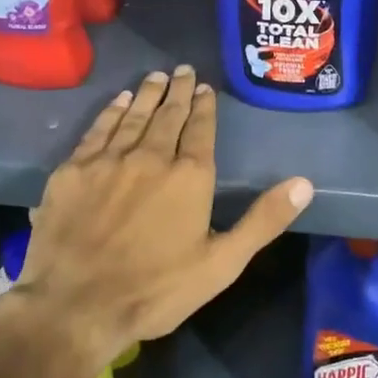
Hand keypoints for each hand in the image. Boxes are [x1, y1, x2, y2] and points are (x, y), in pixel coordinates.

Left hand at [1, 66, 313, 374]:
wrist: (75, 307)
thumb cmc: (156, 290)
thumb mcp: (222, 263)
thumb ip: (263, 220)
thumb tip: (304, 184)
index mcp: (190, 176)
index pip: (200, 128)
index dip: (204, 106)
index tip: (205, 86)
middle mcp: (151, 156)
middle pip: (168, 115)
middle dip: (178, 90)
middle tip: (183, 70)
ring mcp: (109, 161)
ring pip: (134, 116)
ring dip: (148, 94)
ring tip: (157, 76)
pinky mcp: (73, 171)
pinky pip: (97, 130)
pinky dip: (111, 112)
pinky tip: (118, 101)